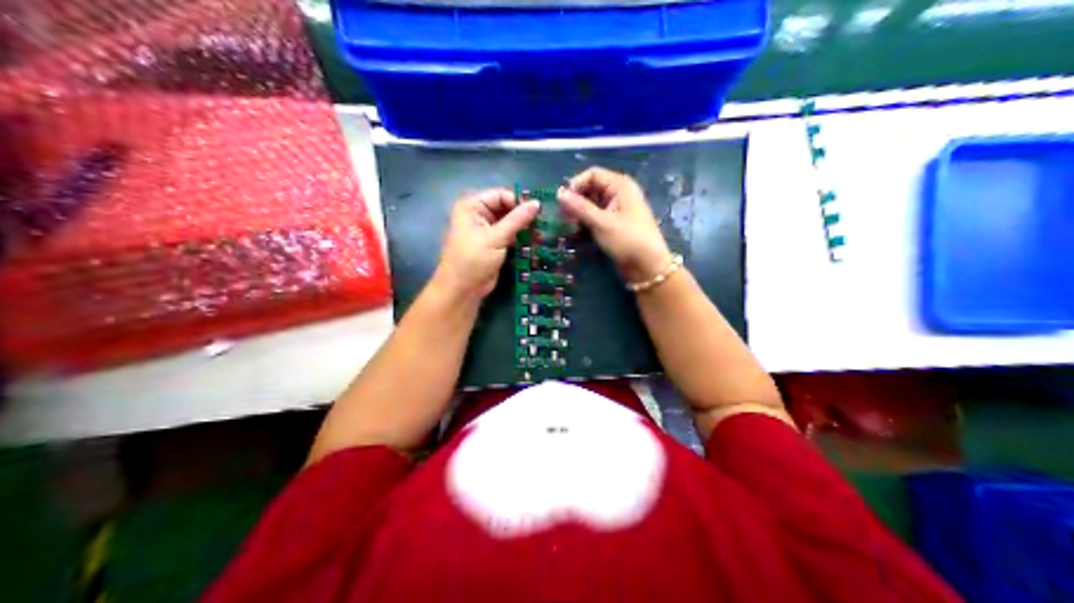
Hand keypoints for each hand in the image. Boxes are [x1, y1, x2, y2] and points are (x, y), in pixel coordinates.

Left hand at [432, 188, 540, 298]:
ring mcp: (486, 230)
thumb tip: (537, 203)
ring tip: (542, 233)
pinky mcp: (493, 245)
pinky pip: (510, 235)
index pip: (500, 195)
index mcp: (472, 206)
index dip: (518, 201)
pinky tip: (535, 242)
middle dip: (523, 215)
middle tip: (543, 223)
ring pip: (510, 222)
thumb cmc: (473, 260)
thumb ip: (517, 219)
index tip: (538, 211)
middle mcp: (478, 214)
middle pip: (506, 207)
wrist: (462, 290)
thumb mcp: (496, 238)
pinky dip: (520, 238)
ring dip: (524, 228)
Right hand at [564, 166, 668, 283]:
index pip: (592, 174)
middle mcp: (620, 193)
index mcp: (620, 185)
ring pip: (593, 203)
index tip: (563, 202)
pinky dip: (587, 220)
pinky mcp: (616, 223)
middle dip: (576, 199)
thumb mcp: (601, 223)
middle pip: (592, 188)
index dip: (576, 184)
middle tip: (563, 216)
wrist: (648, 267)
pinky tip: (579, 231)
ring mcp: (619, 208)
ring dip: (580, 212)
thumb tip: (559, 193)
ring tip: (570, 225)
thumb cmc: (627, 240)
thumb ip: (579, 207)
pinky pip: (597, 215)